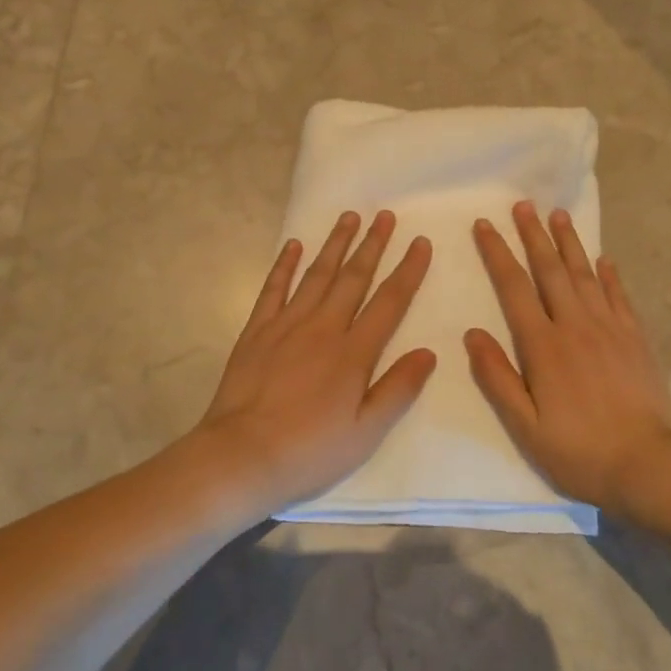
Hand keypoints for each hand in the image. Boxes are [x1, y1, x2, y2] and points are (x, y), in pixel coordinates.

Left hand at [196, 210, 435, 511]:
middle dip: (372, 244)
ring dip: (334, 244)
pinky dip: (285, 265)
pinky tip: (294, 245)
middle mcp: (323, 328)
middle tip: (385, 215)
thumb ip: (398, 389)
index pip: (389, 302)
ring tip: (348, 217)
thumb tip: (428, 352)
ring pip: (316, 275)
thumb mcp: (365, 432)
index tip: (420, 242)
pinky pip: (274, 289)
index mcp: (353, 353)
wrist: (242, 454)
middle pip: (353, 278)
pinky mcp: (256, 331)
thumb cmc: (309, 450)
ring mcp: (286, 325)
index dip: (408, 270)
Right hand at [465, 201, 670, 508]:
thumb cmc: (578, 450)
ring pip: (585, 274)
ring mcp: (610, 328)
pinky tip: (603, 259)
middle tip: (523, 204)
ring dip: (569, 243)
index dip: (497, 253)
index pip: (514, 287)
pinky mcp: (635, 338)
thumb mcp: (525, 426)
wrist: (647, 465)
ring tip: (558, 214)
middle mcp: (575, 325)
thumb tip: (472, 333)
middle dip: (533, 235)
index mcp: (543, 345)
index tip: (484, 225)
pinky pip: (619, 296)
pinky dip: (609, 274)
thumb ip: (497, 377)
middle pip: (550, 270)